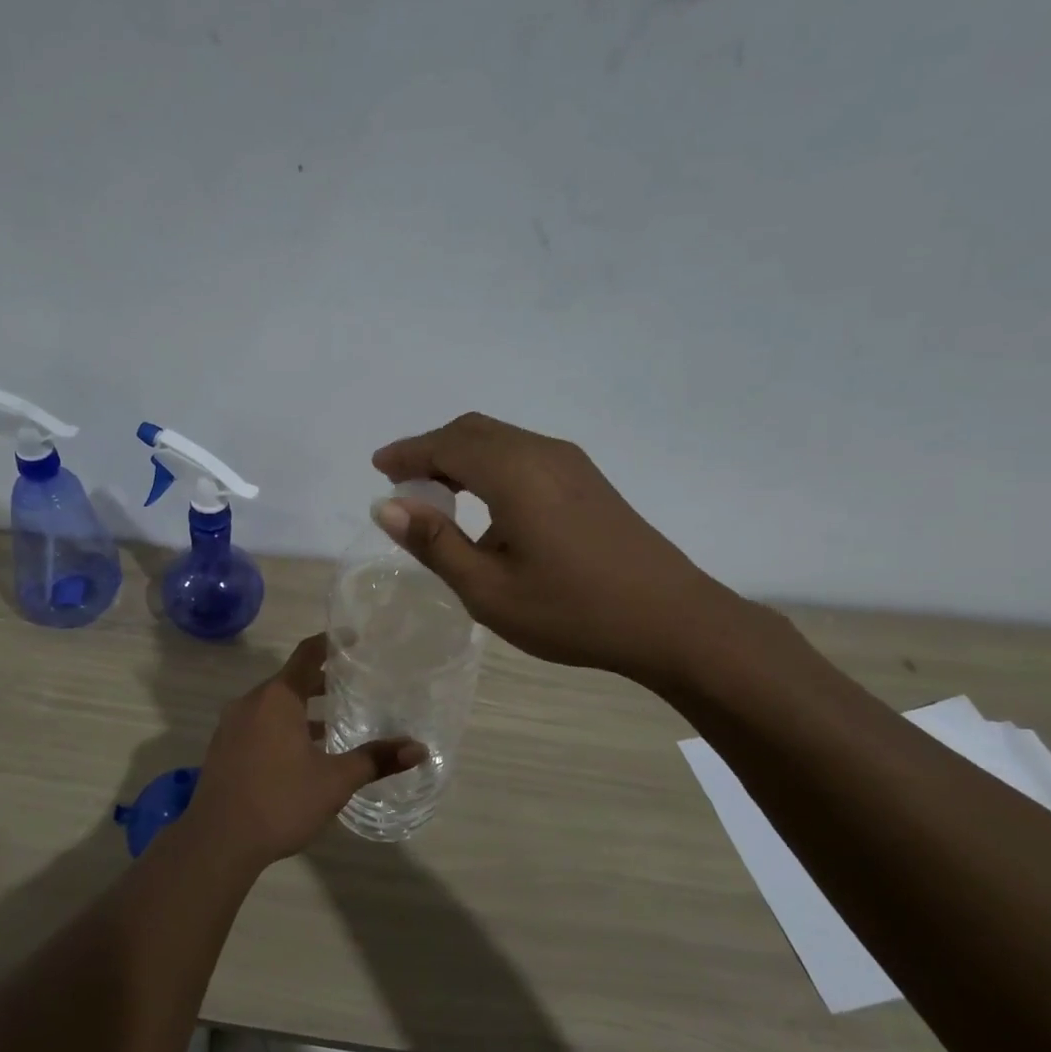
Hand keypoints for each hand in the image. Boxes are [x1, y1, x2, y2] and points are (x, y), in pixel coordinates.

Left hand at [182, 635, 424, 870]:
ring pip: (273, 705)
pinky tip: (300, 753)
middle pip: (290, 679)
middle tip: (354, 684)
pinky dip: (281, 726)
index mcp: (277, 698)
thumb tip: (419, 749)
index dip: (331, 643)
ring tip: (333, 723)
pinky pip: (258, 723)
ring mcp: (231, 725)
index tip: (354, 639)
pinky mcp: (223, 748)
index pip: (307, 655)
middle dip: (321, 681)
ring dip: (301, 708)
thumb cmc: (280, 801)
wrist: (218, 841)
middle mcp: (251, 702)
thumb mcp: (334, 781)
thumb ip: (375, 760)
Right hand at [372, 412, 746, 685]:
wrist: (671, 620)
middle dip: (431, 449)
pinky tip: (487, 505)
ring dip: (461, 456)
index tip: (378, 468)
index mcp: (515, 474)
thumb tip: (387, 506)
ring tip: (437, 494)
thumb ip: (434, 544)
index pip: (446, 445)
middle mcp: (542, 453)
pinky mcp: (588, 480)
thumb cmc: (572, 610)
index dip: (408, 453)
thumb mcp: (488, 589)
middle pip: (473, 431)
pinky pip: (524, 454)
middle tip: (403, 482)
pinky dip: (490, 465)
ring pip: (501, 440)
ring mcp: (571, 464)